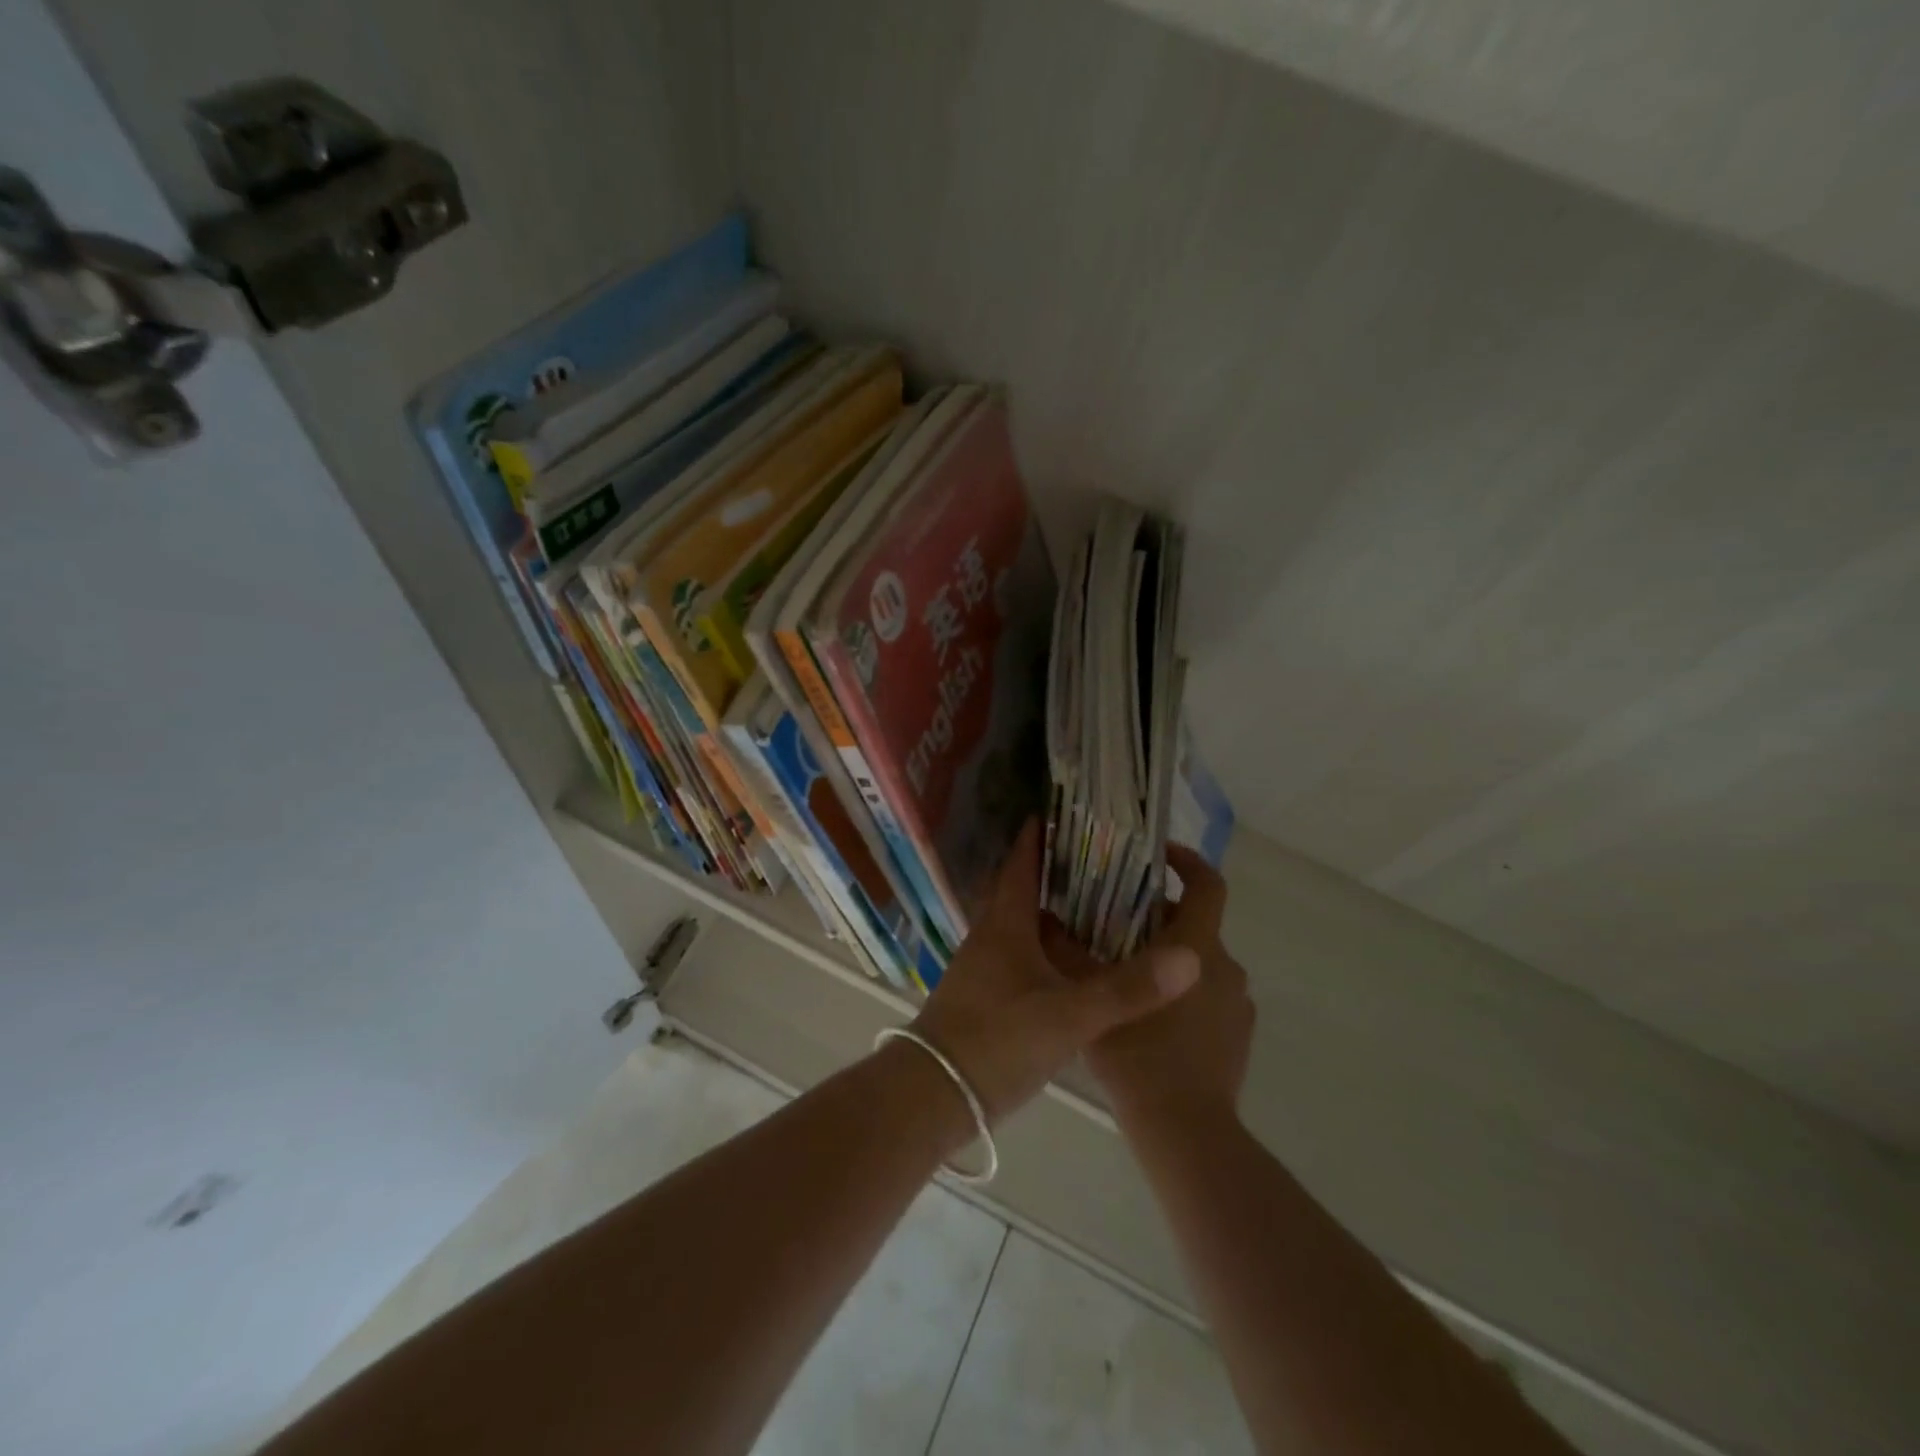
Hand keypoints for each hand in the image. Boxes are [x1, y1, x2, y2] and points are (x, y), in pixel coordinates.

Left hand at [907, 820, 1202, 1125]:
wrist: (933, 1095)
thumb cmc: (996, 1042)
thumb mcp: (1068, 1017)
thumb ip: (1127, 990)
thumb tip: (1190, 957)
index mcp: (1005, 924)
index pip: (1021, 864)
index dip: (1039, 836)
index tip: (1066, 812)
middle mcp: (990, 936)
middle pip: (1022, 889)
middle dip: (1053, 871)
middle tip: (1100, 860)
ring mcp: (984, 967)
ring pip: (1021, 924)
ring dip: (1051, 910)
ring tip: (1097, 904)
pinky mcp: (986, 995)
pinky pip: (1020, 954)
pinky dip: (1046, 946)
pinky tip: (1072, 962)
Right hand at [1046, 844, 1253, 1129]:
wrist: (1186, 1132)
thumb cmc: (1139, 1056)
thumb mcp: (1093, 999)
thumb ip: (1069, 954)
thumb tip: (1046, 919)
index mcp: (1196, 947)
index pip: (1208, 885)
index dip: (1187, 861)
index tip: (1157, 854)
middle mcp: (1225, 966)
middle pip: (1194, 923)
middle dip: (1156, 918)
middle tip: (1112, 925)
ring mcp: (1237, 1003)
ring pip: (1198, 962)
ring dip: (1166, 958)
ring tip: (1123, 974)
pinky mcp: (1238, 1035)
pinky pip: (1208, 996)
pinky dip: (1181, 992)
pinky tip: (1148, 1019)